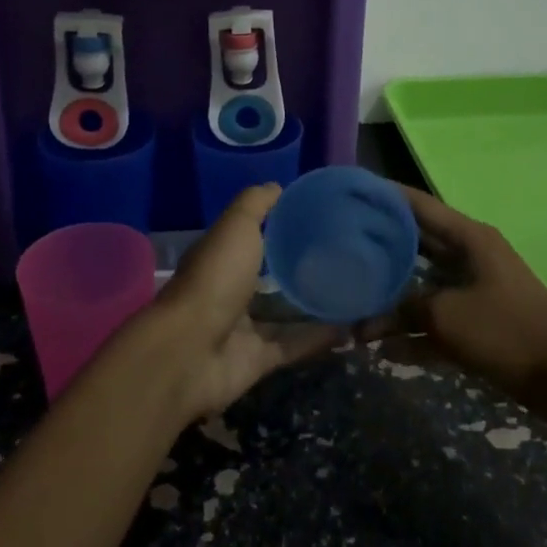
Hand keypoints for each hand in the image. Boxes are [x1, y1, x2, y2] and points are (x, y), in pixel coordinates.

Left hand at [130, 185, 340, 425]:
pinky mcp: (257, 360)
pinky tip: (350, 327)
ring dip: (314, 305)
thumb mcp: (236, 226)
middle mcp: (230, 290)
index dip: (281, 226)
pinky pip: (293, 345)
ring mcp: (242, 328)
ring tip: (356, 292)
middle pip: (270, 278)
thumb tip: (278, 186)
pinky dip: (318, 338)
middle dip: (302, 268)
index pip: (254, 237)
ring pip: (284, 314)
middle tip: (345, 256)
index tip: (319, 218)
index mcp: (222, 256)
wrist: (191, 351)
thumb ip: (256, 204)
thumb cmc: (214, 278)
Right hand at [363, 185, 546, 411]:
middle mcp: (468, 257)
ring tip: (350, 299)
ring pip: (422, 286)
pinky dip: (411, 333)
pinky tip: (380, 348)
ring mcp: (472, 292)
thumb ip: (402, 311)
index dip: (382, 197)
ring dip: (391, 298)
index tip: (347, 194)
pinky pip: (434, 322)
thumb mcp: (447, 315)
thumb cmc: (507, 330)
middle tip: (338, 246)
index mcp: (467, 238)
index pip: (416, 205)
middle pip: (415, 244)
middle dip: (379, 247)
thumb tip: (363, 323)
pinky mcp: (476, 325)